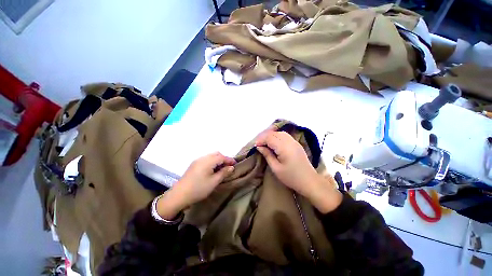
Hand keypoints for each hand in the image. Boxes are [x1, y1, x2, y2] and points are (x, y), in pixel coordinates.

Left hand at [156, 152, 235, 218]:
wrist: (179, 195)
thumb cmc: (199, 188)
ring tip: (221, 168)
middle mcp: (202, 158)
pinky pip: (206, 159)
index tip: (235, 164)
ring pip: (211, 156)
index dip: (229, 160)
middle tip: (228, 167)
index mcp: (208, 161)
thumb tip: (231, 167)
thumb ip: (224, 173)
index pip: (222, 157)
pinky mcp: (194, 165)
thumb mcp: (214, 182)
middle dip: (224, 158)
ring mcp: (197, 161)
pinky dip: (212, 162)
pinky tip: (212, 170)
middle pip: (216, 154)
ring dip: (218, 160)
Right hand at [255, 131, 341, 212]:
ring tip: (266, 143)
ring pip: (280, 133)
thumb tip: (259, 147)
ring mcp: (294, 142)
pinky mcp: (297, 144)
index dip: (261, 140)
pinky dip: (278, 136)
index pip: (270, 138)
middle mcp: (290, 141)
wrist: (309, 181)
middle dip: (265, 137)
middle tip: (259, 144)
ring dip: (272, 136)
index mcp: (284, 147)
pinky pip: (285, 136)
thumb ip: (267, 155)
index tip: (255, 146)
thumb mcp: (276, 168)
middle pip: (275, 133)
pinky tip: (275, 143)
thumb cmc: (291, 177)